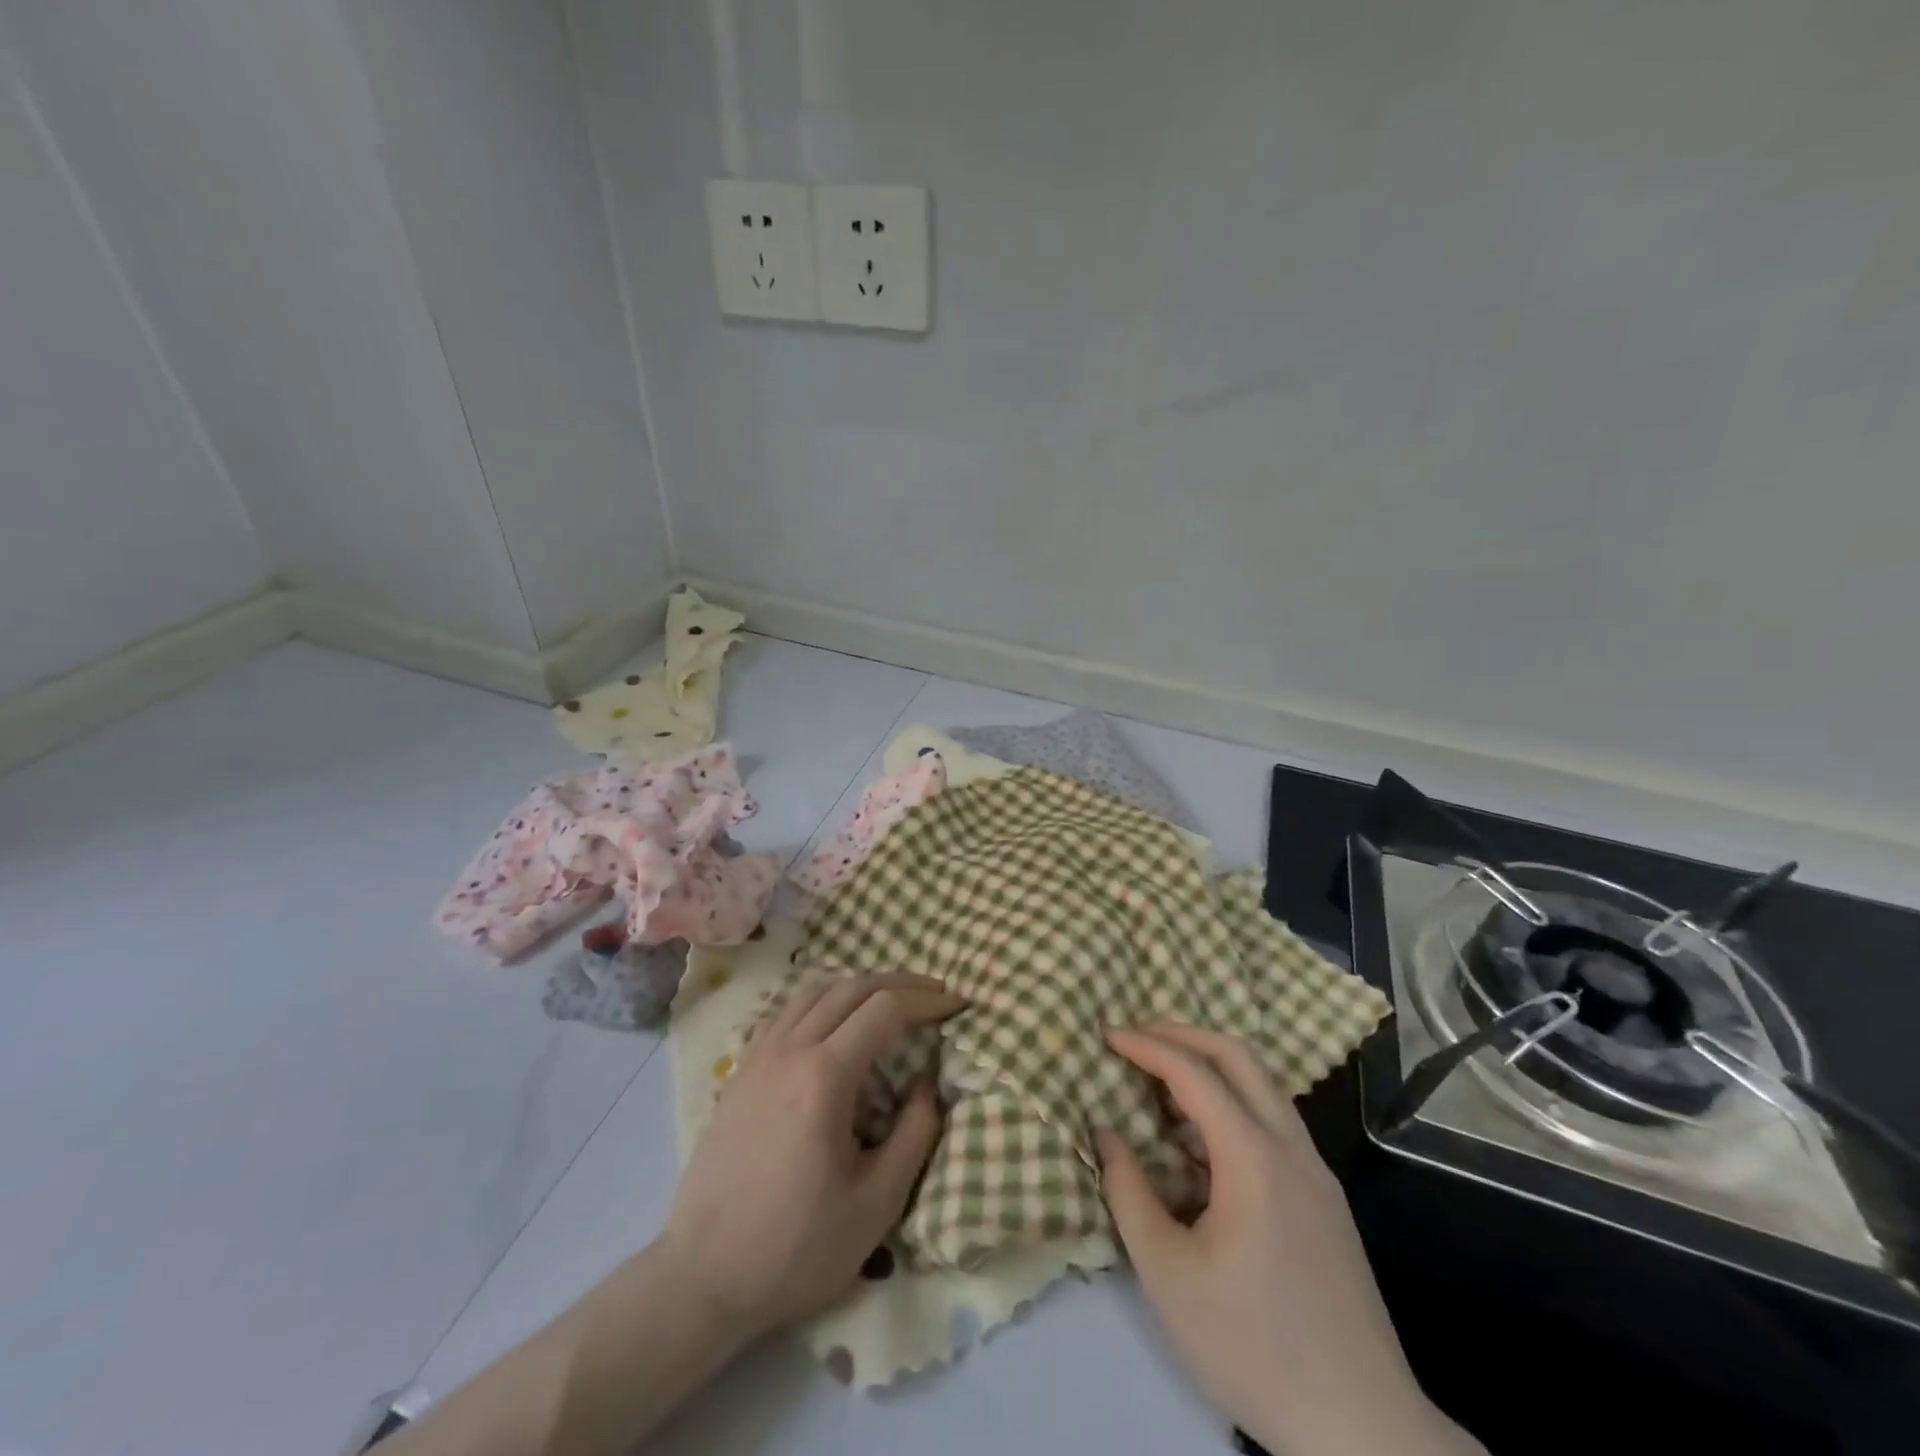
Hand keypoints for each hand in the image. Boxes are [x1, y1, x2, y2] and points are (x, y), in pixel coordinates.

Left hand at [660, 972, 962, 1339]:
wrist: (704, 1277)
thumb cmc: (796, 1247)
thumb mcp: (876, 1203)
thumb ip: (915, 1134)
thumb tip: (927, 1083)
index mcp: (825, 1076)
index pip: (885, 1010)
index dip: (926, 1001)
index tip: (958, 1005)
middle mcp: (789, 1049)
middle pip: (852, 988)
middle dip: (899, 983)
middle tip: (934, 993)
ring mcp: (759, 1056)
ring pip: (815, 992)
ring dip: (859, 986)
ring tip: (890, 998)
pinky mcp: (740, 1072)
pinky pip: (787, 1012)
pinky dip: (822, 1001)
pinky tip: (834, 1022)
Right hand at [1096, 1023, 1479, 1455]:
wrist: (1363, 1427)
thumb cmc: (1253, 1347)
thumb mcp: (1168, 1275)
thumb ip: (1128, 1193)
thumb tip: (1104, 1133)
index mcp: (1254, 1159)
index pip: (1195, 1073)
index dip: (1147, 1045)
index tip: (1108, 1034)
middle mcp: (1292, 1148)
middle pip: (1239, 1056)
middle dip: (1183, 1033)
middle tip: (1137, 1035)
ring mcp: (1316, 1171)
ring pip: (1263, 1084)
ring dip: (1211, 1064)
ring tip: (1162, 1077)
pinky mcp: (1325, 1197)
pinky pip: (1273, 1119)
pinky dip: (1232, 1100)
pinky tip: (1202, 1137)